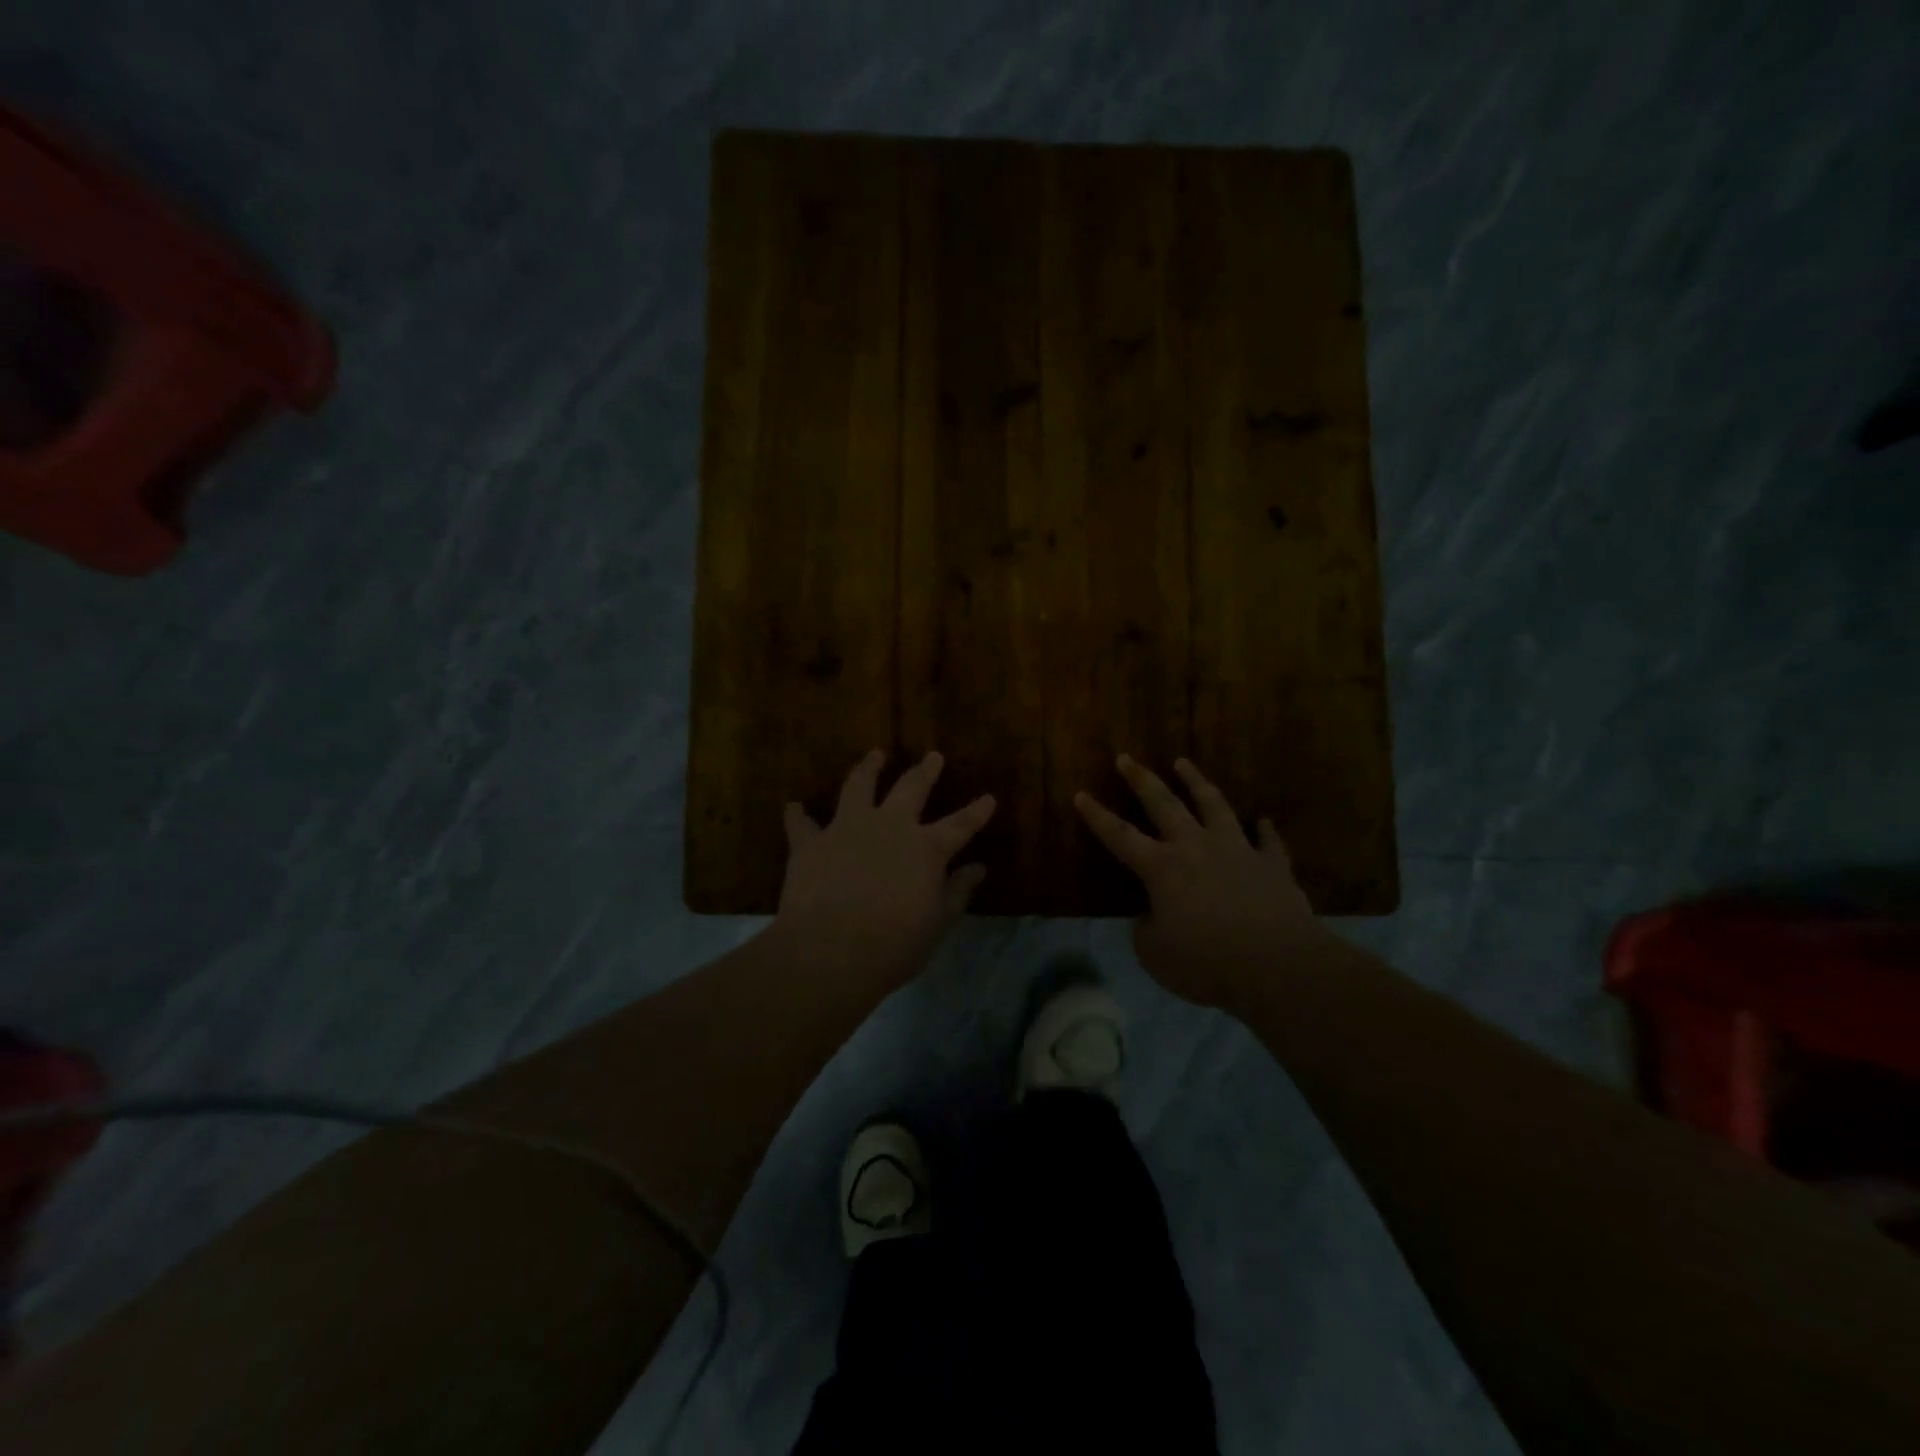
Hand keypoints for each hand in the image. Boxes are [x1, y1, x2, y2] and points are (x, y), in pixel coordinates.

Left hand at [776, 749, 995, 991]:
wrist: (830, 951)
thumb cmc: (894, 945)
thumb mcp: (938, 923)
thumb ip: (957, 892)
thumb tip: (978, 869)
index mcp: (926, 848)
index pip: (960, 825)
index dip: (976, 811)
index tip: (988, 798)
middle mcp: (889, 826)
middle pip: (911, 788)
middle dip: (925, 771)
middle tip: (933, 756)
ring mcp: (847, 828)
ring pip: (858, 786)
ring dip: (867, 768)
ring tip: (874, 755)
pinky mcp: (811, 843)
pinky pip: (802, 824)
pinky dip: (798, 816)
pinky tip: (795, 808)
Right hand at [1075, 755, 1321, 1007]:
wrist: (1276, 966)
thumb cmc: (1206, 962)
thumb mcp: (1155, 954)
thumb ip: (1147, 929)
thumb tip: (1151, 916)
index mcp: (1162, 868)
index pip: (1120, 836)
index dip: (1097, 816)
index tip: (1081, 794)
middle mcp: (1196, 847)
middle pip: (1164, 804)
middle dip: (1141, 779)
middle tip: (1126, 758)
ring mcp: (1237, 850)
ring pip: (1214, 805)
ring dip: (1196, 782)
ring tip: (1183, 763)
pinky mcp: (1272, 864)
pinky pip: (1268, 840)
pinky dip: (1263, 829)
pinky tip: (1262, 820)